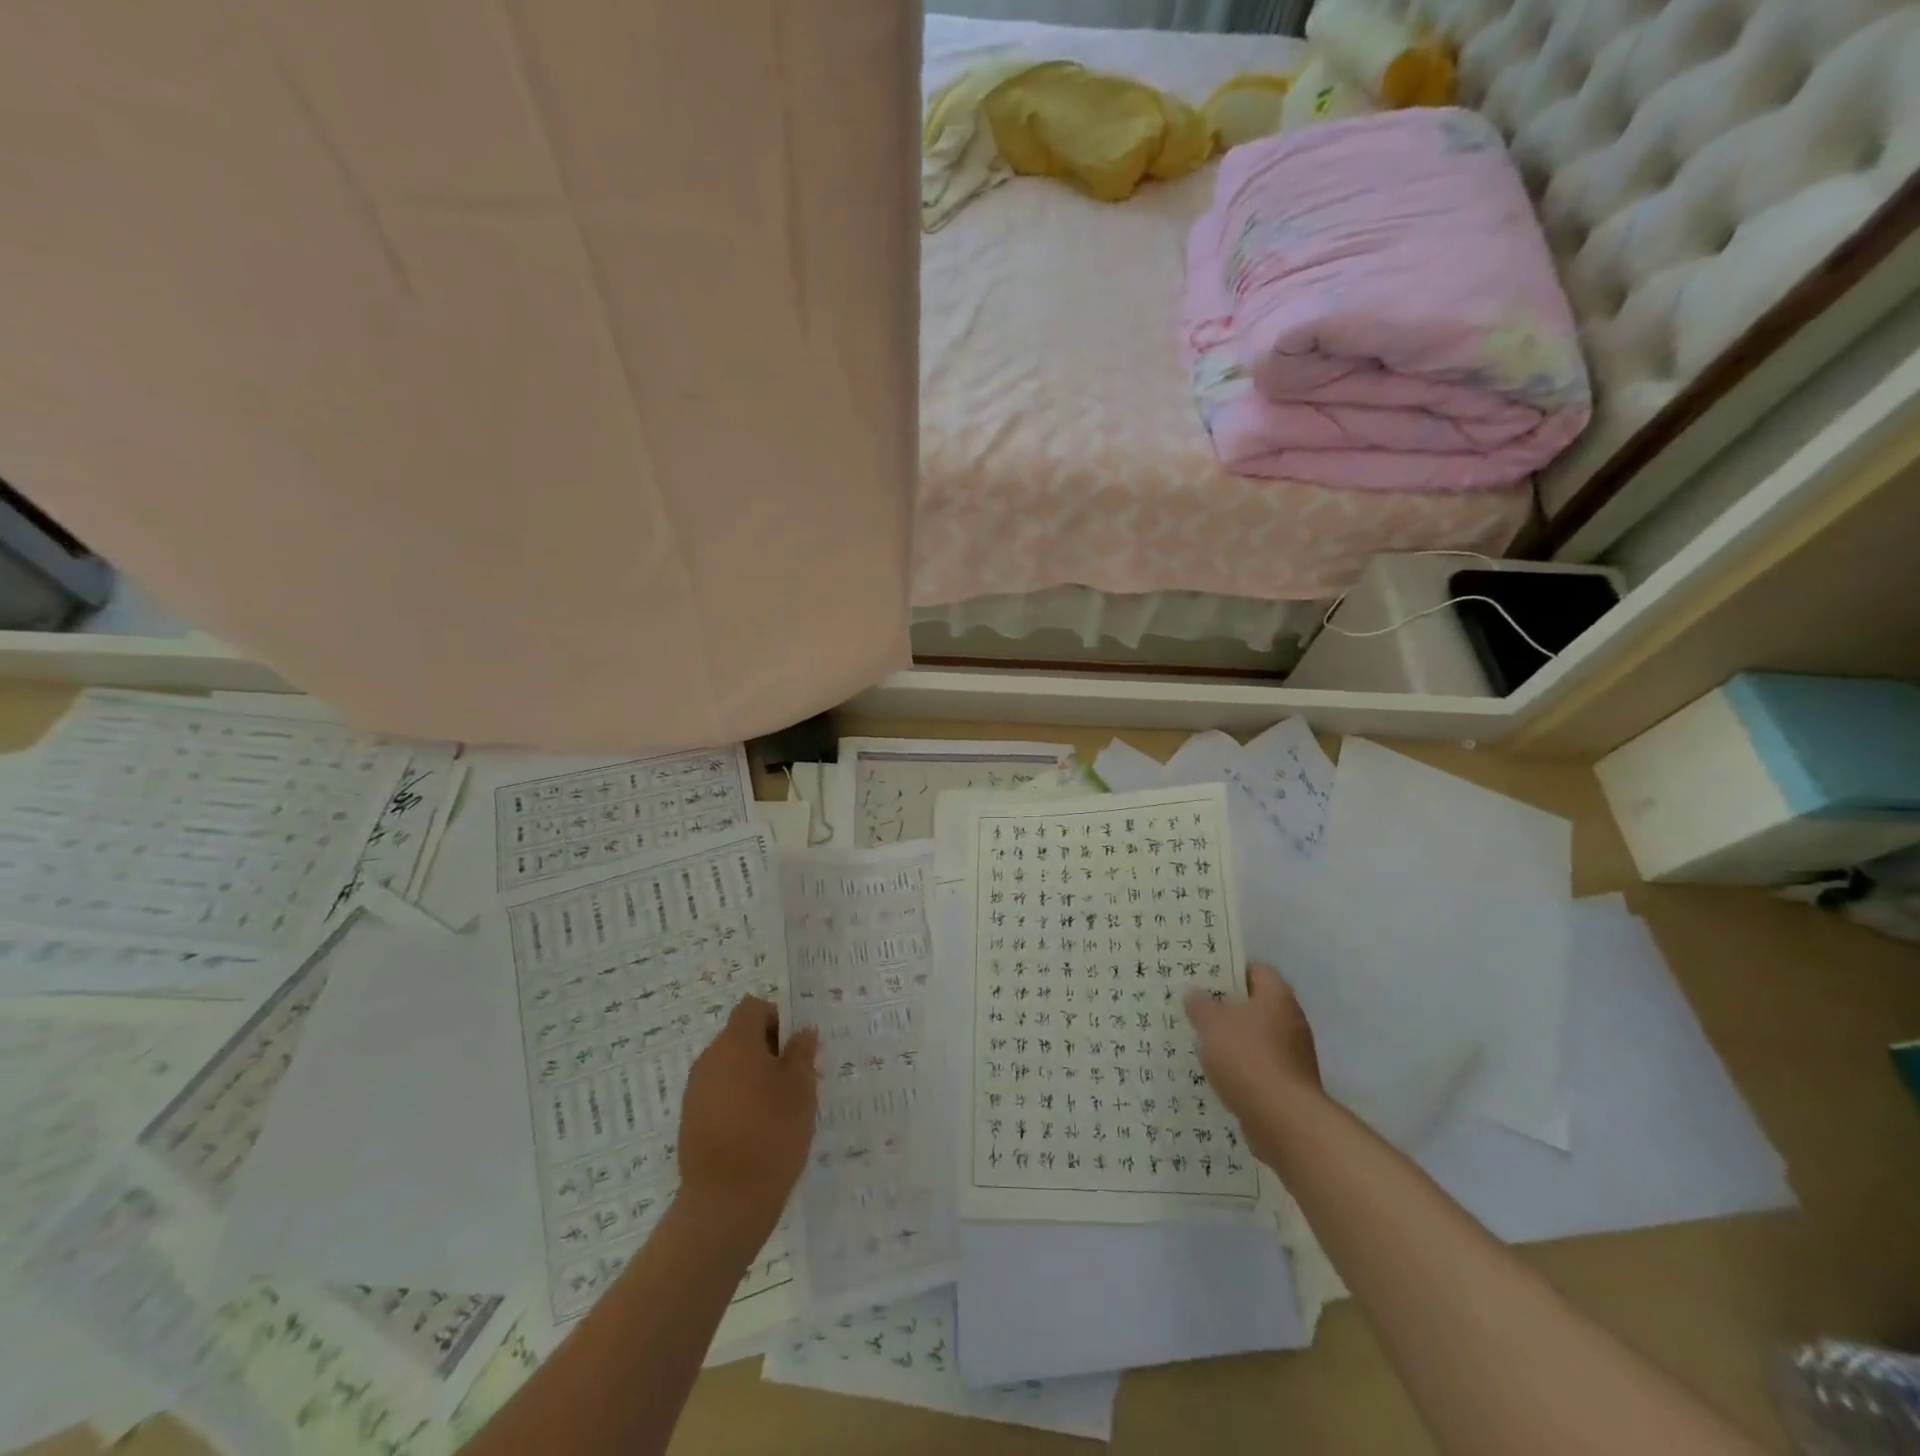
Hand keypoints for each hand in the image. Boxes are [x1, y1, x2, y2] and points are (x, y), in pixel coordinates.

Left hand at [676, 996, 817, 1251]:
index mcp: (736, 1043)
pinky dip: (737, 1100)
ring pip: (729, 1066)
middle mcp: (710, 1059)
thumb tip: (802, 1031)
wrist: (725, 1203)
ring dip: (751, 1076)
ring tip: (776, 1108)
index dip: (776, 1019)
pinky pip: (718, 1094)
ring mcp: (695, 1091)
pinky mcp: (690, 1120)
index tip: (794, 1049)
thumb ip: (801, 1053)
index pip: (753, 1008)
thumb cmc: (771, 1134)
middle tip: (793, 1079)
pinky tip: (755, 1130)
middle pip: (739, 1036)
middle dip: (766, 1050)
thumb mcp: (800, 1089)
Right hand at [1185, 963, 1323, 1163]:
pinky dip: (1240, 1065)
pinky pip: (1259, 1064)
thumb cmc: (1248, 1058)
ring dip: (1232, 1038)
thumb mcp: (1213, 1024)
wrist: (1285, 1120)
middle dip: (1226, 1007)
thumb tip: (1195, 995)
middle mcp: (1291, 1020)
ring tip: (1200, 1040)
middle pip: (1255, 1004)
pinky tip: (1217, 1072)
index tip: (1203, 977)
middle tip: (1195, 1008)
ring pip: (1255, 1036)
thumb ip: (1201, 1005)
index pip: (1255, 969)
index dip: (1229, 970)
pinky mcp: (1289, 1083)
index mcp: (1277, 996)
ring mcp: (1293, 1054)